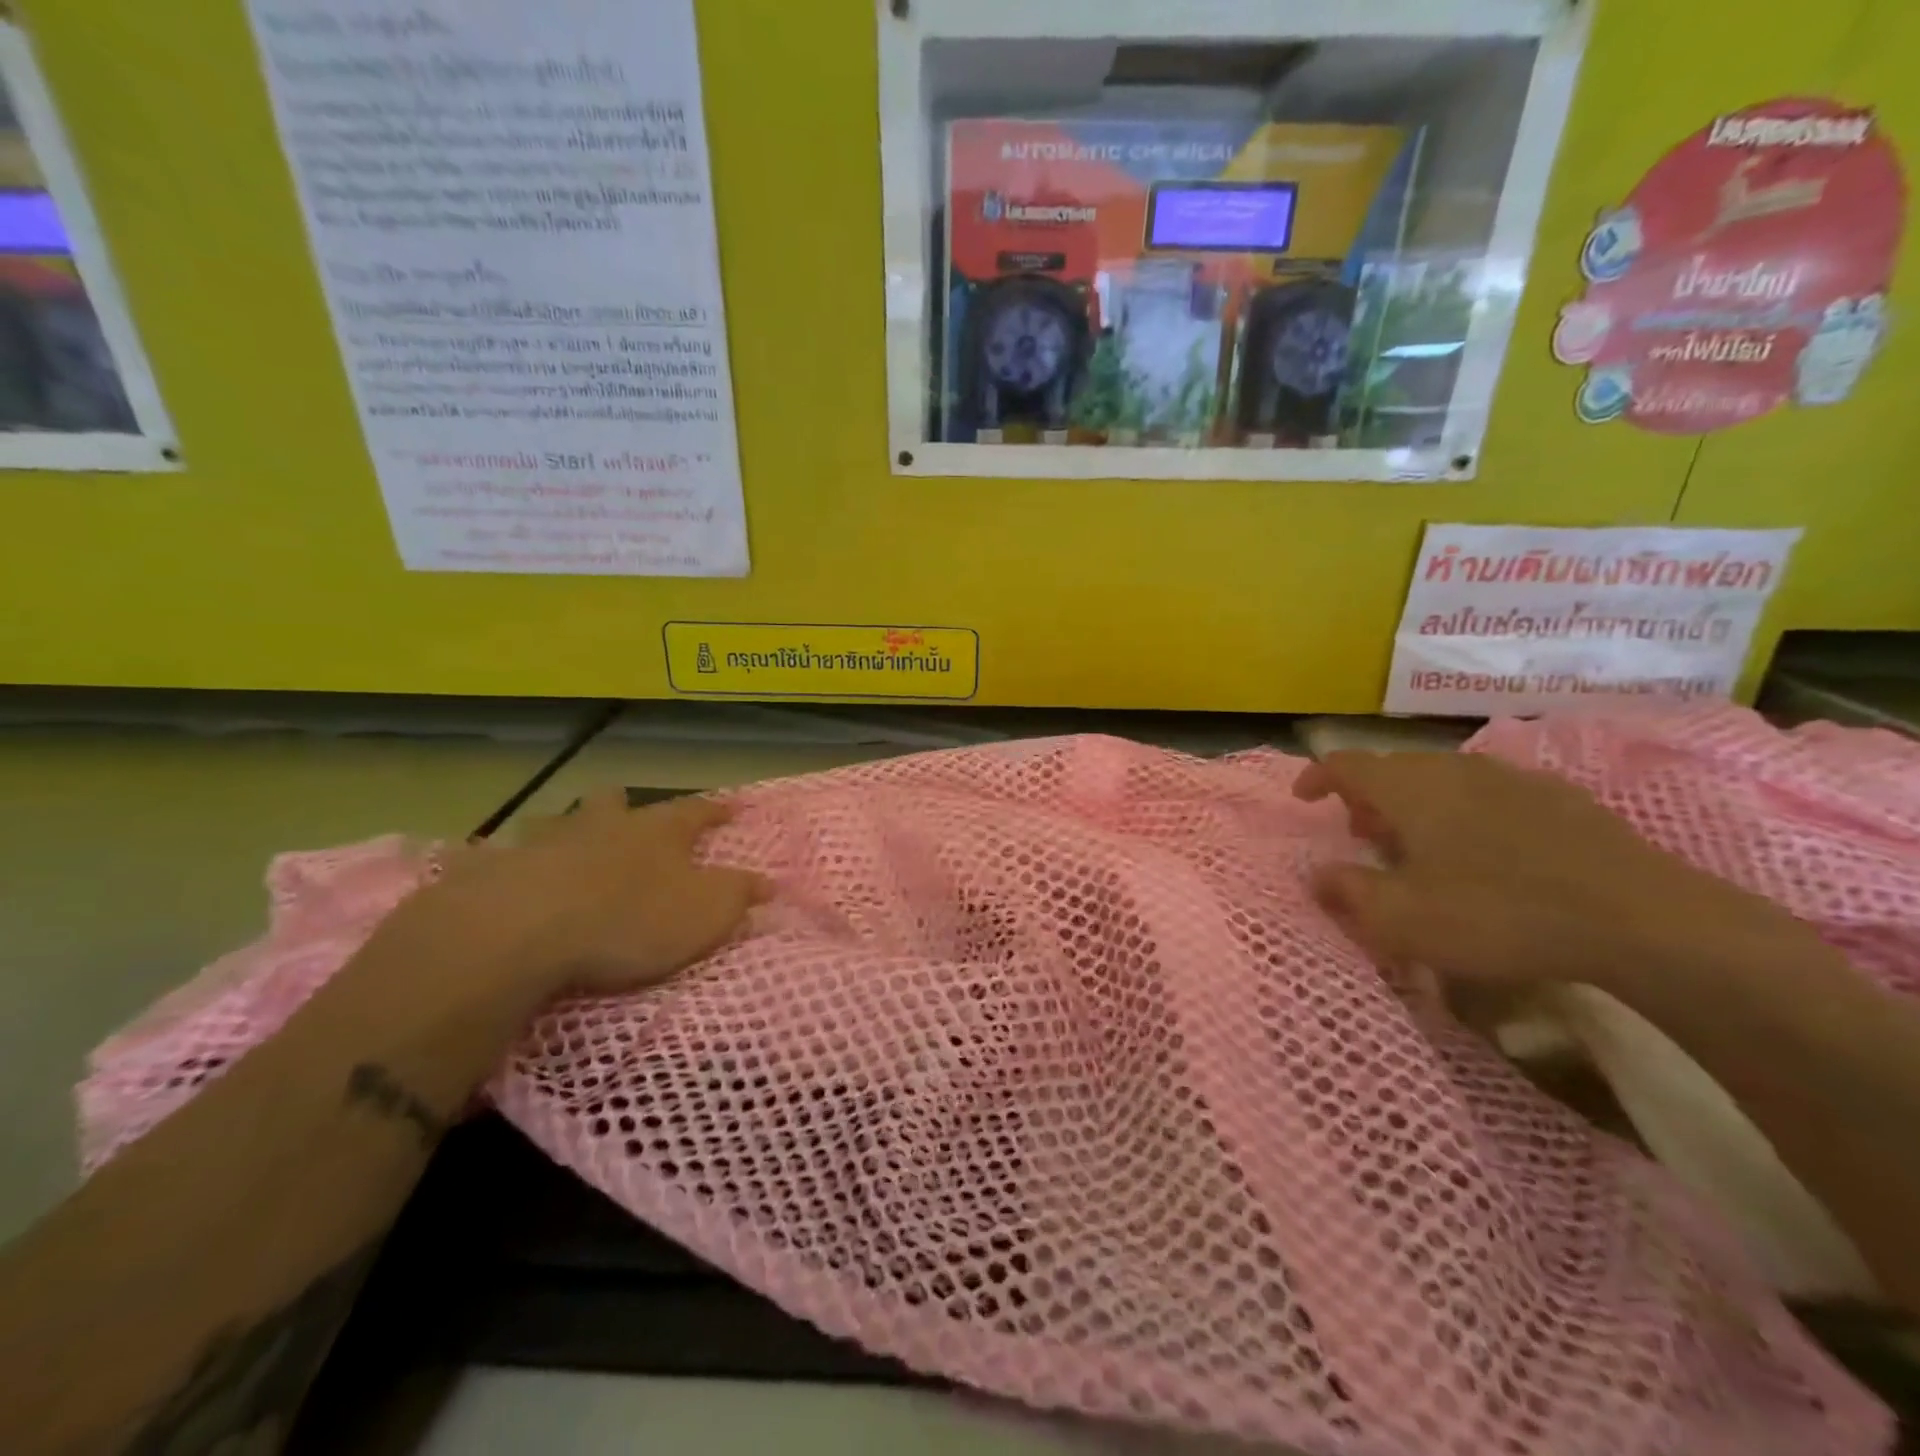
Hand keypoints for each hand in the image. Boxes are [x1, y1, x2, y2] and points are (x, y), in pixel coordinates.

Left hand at [390, 792, 768, 1005]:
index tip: (732, 806)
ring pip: (554, 823)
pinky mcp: (492, 872)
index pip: (696, 811)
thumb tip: (770, 882)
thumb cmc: (630, 919)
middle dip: (622, 806)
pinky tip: (494, 873)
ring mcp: (544, 844)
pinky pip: (493, 859)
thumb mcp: (705, 913)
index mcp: (656, 833)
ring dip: (562, 829)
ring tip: (563, 842)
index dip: (715, 810)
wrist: (525, 930)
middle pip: (613, 803)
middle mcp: (601, 826)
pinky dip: (498, 863)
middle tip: (624, 810)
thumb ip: (739, 896)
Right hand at [1293, 750, 1786, 992]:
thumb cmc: (1496, 913)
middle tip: (1361, 833)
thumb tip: (1318, 875)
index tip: (1304, 798)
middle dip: (1368, 797)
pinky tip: (1485, 853)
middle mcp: (1454, 769)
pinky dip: (1465, 814)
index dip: (1317, 776)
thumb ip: (1348, 892)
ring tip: (1419, 845)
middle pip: (1395, 769)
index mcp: (1408, 788)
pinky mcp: (1562, 800)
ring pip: (1444, 781)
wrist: (1639, 920)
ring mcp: (1512, 780)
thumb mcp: (1401, 919)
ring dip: (1417, 805)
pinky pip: (1490, 795)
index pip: (1346, 764)